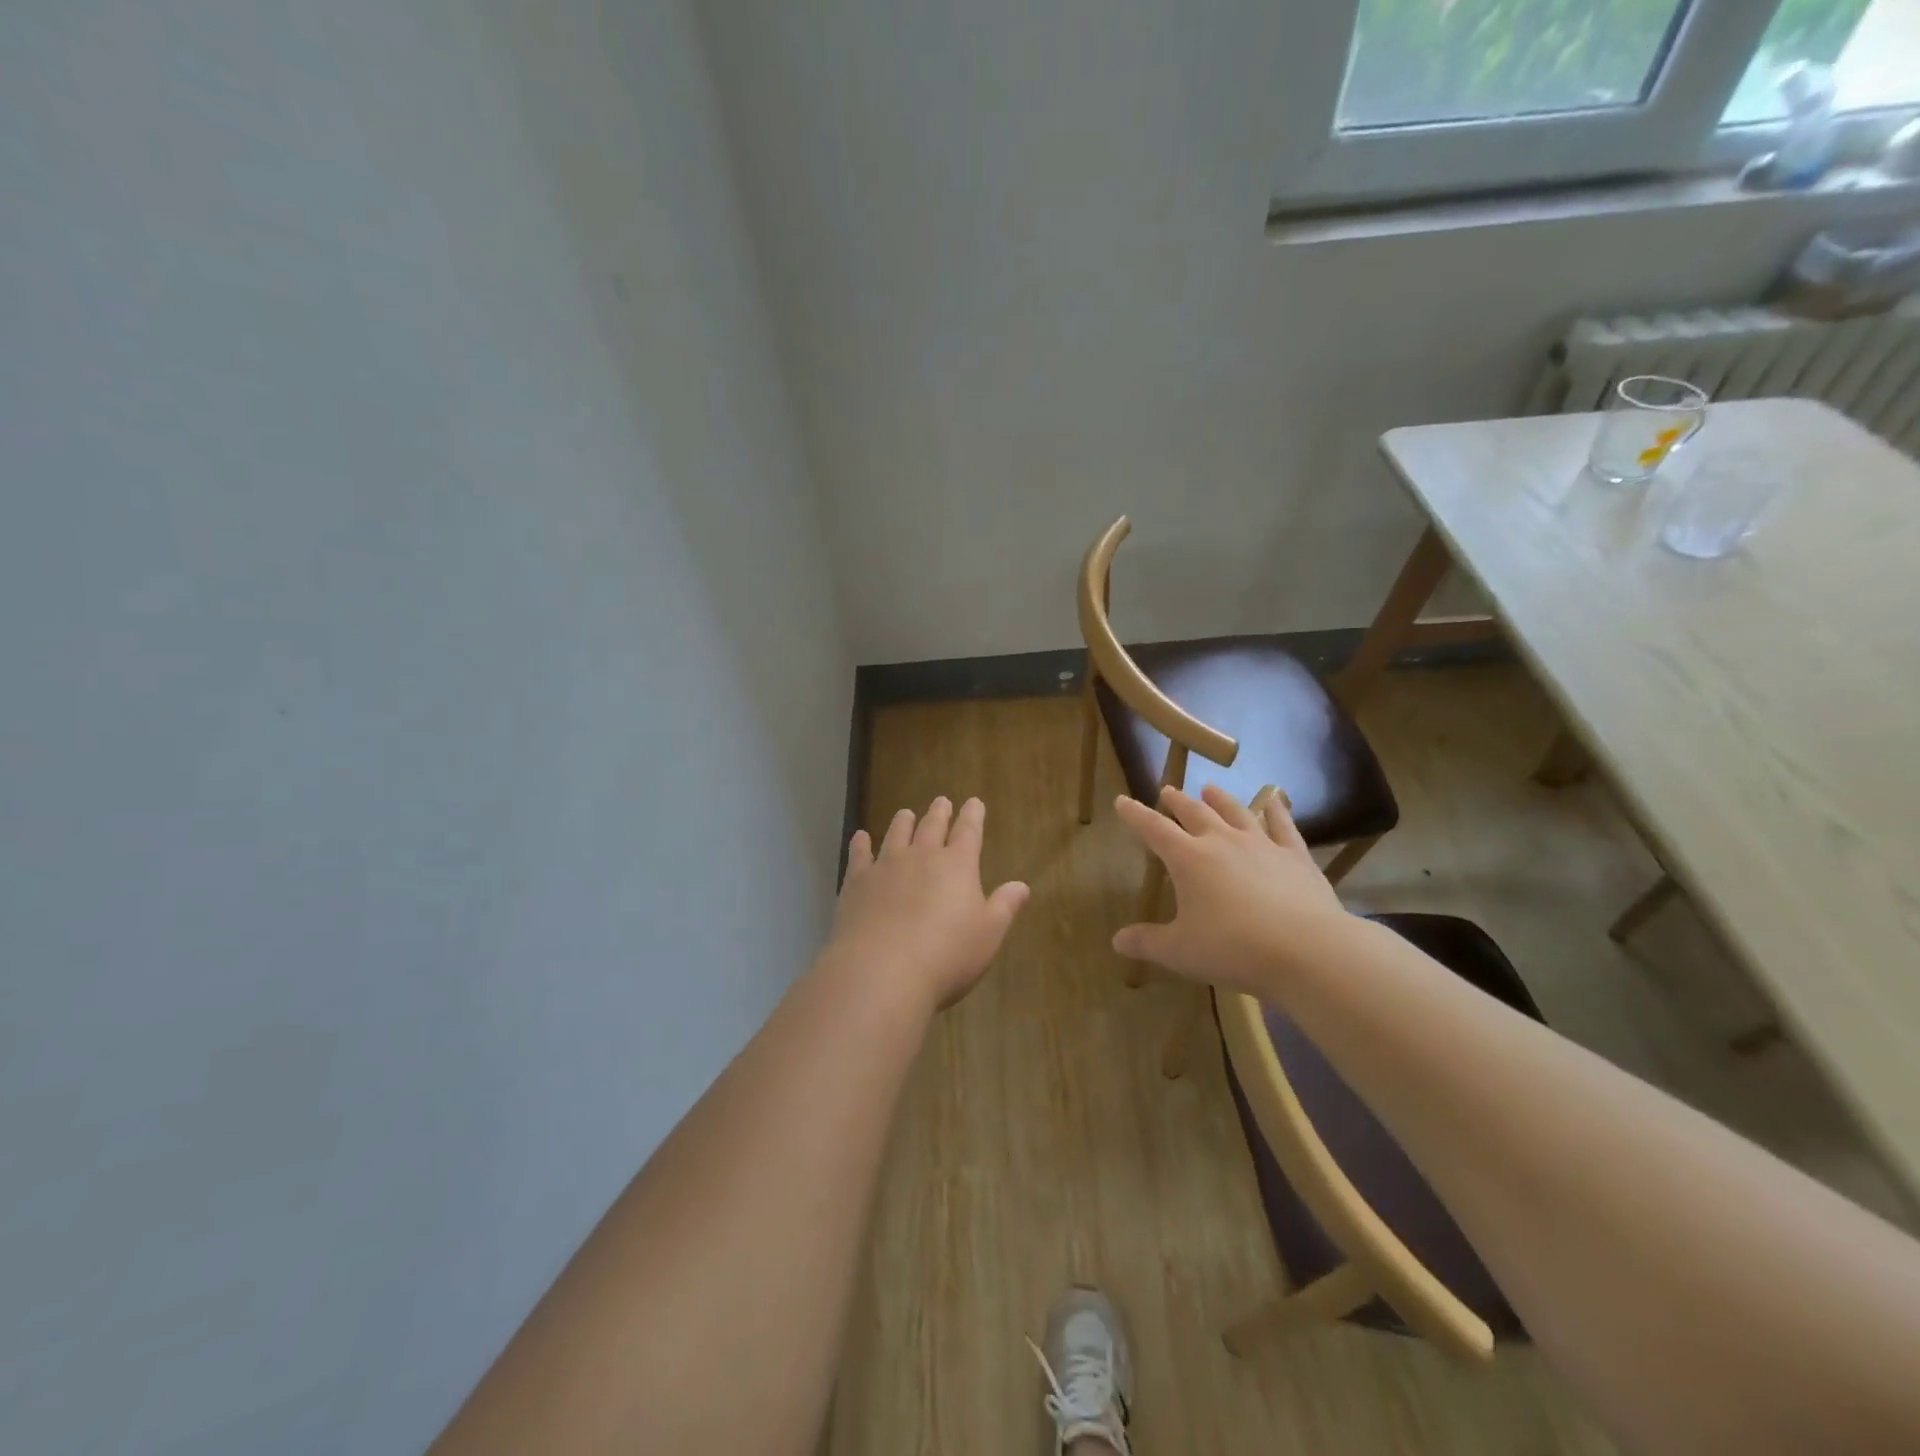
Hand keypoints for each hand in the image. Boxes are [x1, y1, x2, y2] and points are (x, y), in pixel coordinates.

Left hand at [821, 796, 1029, 1012]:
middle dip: (939, 813)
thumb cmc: (946, 955)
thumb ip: (1004, 907)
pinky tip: (860, 837)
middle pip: (932, 827)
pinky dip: (860, 844)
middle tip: (942, 801)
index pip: (969, 832)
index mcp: (958, 865)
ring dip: (903, 822)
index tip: (974, 802)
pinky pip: (859, 855)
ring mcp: (886, 866)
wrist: (882, 971)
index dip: (973, 816)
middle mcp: (922, 857)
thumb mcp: (988, 935)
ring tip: (906, 813)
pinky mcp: (857, 883)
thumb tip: (1021, 885)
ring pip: (896, 834)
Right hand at [1110, 784, 1353, 994]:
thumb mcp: (1180, 951)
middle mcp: (1222, 842)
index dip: (1135, 814)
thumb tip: (1117, 941)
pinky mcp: (1295, 856)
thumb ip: (1147, 943)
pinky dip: (1276, 810)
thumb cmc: (1232, 948)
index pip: (1153, 829)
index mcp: (1188, 859)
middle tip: (1167, 790)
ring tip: (1209, 788)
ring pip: (1235, 812)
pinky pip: (1283, 825)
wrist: (1306, 950)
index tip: (1122, 801)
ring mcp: (1261, 845)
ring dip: (1219, 799)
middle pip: (1194, 813)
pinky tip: (1275, 800)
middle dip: (1177, 801)